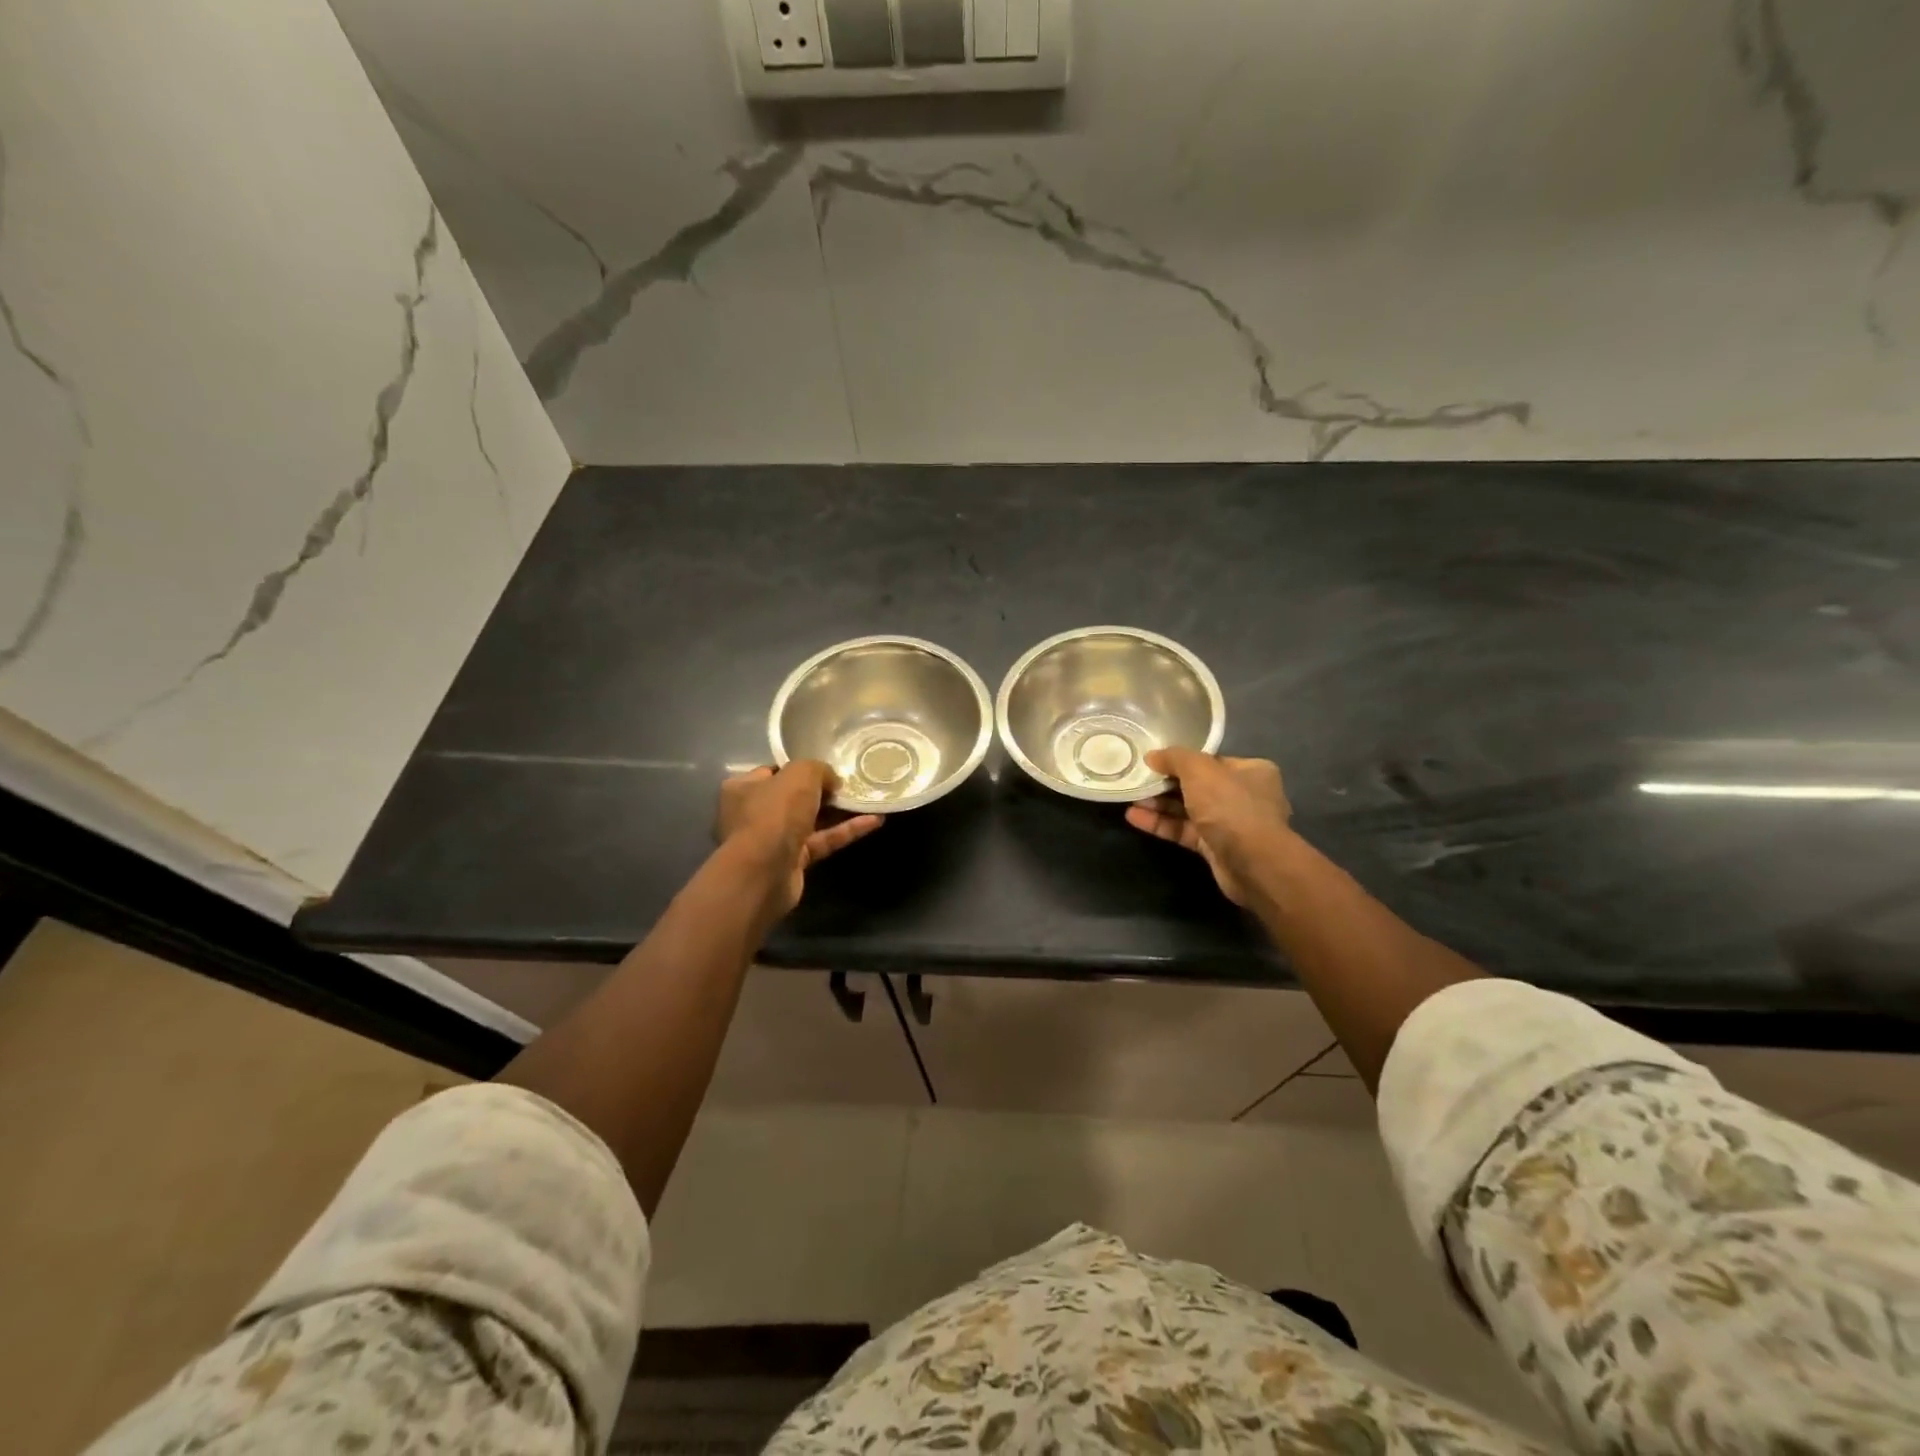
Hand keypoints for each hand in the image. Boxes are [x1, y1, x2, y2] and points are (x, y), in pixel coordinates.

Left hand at [716, 762, 882, 914]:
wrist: (764, 871)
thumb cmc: (774, 813)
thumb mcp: (800, 774)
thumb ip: (819, 769)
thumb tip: (832, 781)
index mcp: (743, 788)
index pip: (774, 772)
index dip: (801, 769)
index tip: (827, 768)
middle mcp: (753, 813)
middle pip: (794, 798)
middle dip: (823, 792)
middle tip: (850, 784)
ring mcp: (773, 840)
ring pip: (811, 821)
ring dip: (839, 812)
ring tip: (868, 800)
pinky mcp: (793, 862)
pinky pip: (822, 841)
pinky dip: (845, 831)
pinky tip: (874, 821)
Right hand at [1125, 749, 1291, 904]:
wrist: (1253, 863)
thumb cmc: (1231, 806)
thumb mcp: (1199, 770)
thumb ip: (1174, 758)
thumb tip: (1152, 756)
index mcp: (1251, 771)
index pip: (1211, 761)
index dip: (1182, 760)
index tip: (1154, 761)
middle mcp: (1244, 795)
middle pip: (1197, 785)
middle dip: (1166, 784)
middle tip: (1138, 780)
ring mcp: (1230, 824)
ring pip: (1188, 809)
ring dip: (1159, 804)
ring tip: (1130, 798)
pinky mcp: (1215, 847)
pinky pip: (1184, 830)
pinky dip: (1161, 824)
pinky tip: (1134, 818)